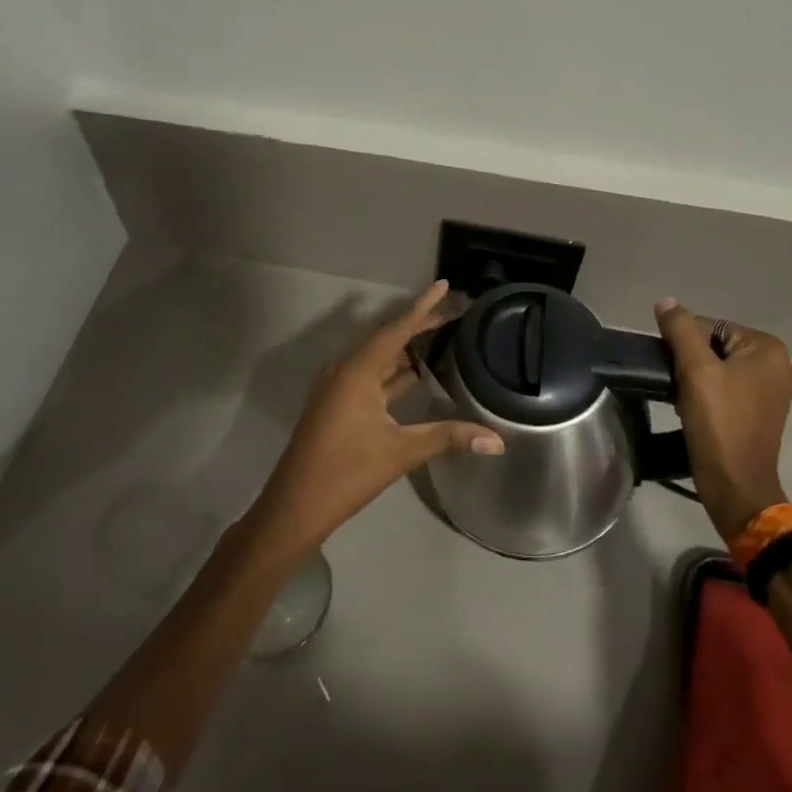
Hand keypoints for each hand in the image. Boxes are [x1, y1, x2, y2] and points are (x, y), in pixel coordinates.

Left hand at [248, 281, 503, 560]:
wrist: (295, 506)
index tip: (444, 284)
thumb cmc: (346, 473)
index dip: (423, 306)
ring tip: (441, 336)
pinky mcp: (337, 404)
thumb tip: (497, 440)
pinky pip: (370, 375)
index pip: (397, 328)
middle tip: (453, 312)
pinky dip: (394, 371)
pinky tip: (416, 374)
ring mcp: (338, 387)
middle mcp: (345, 369)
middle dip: (419, 324)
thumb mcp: (401, 452)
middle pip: (387, 337)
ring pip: (378, 357)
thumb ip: (448, 438)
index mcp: (357, 370)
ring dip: (407, 348)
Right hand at [654, 298, 791, 541]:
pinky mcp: (759, 412)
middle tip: (676, 386)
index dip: (683, 344)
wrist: (735, 485)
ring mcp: (770, 390)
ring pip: (716, 368)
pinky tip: (692, 412)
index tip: (672, 369)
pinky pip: (724, 388)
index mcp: (766, 348)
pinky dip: (705, 395)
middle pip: (714, 346)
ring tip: (682, 401)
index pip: (709, 325)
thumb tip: (665, 301)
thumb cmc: (719, 424)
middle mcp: (776, 364)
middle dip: (689, 363)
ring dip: (694, 380)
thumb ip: (680, 330)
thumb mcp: (696, 371)